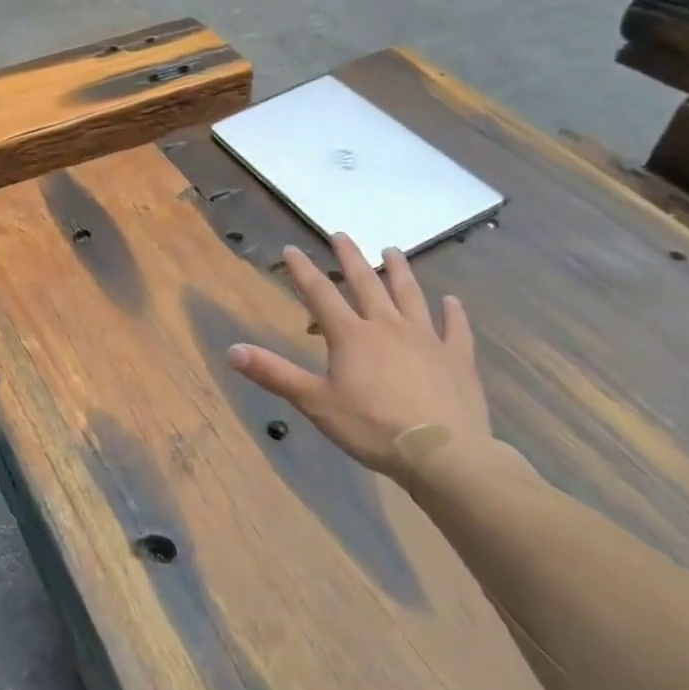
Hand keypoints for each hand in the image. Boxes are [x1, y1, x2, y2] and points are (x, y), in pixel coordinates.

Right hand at [226, 235, 489, 479]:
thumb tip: (231, 351)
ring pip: (410, 295)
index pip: (320, 293)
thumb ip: (274, 373)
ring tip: (392, 251)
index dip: (303, 270)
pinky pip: (455, 328)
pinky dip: (453, 313)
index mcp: (351, 335)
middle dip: (351, 257)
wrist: (443, 454)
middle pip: (366, 283)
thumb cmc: (372, 427)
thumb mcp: (315, 402)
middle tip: (341, 235)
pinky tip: (452, 301)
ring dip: (399, 271)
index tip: (291, 250)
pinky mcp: (457, 358)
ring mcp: (426, 338)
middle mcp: (387, 326)